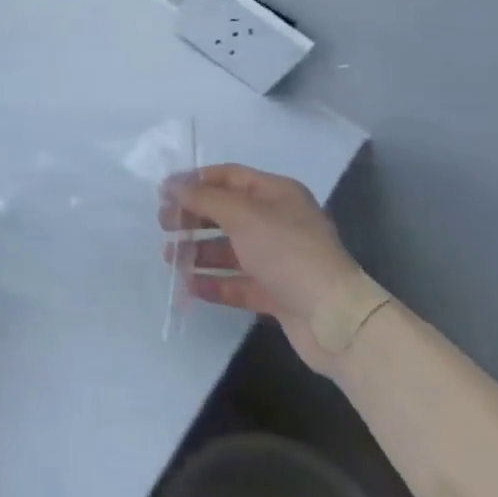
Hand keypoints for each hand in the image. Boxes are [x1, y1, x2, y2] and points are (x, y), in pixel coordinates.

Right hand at [160, 164, 365, 372]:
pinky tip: (190, 285)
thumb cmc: (287, 252)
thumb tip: (172, 184)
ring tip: (169, 259)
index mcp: (277, 194)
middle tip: (163, 225)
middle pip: (227, 212)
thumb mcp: (242, 215)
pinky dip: (214, 282)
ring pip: (230, 249)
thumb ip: (204, 197)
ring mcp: (278, 259)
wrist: (334, 319)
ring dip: (199, 251)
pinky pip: (238, 282)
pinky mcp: (277, 293)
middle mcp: (278, 222)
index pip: (229, 177)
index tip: (164, 192)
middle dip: (193, 217)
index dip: (195, 181)